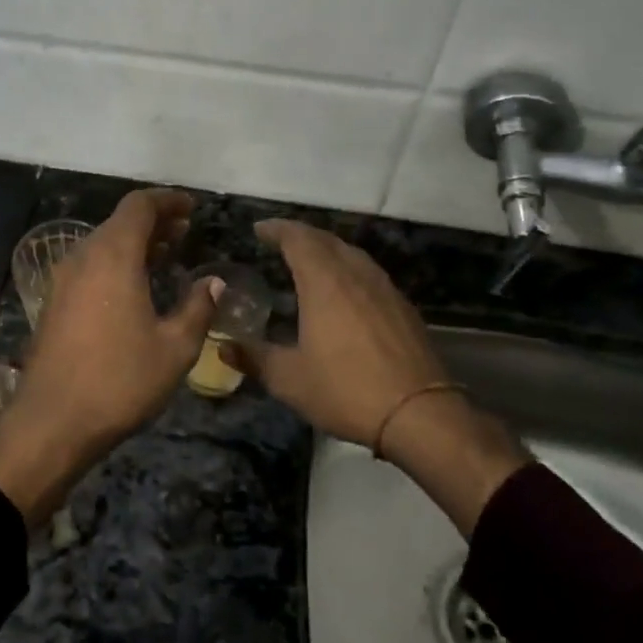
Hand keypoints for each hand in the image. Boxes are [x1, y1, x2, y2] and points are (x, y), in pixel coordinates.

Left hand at [0, 189, 221, 526]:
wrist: (52, 422)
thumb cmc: (120, 380)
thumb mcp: (175, 348)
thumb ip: (198, 307)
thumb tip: (213, 282)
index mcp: (113, 256)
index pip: (139, 206)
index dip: (168, 200)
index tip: (191, 207)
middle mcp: (83, 257)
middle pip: (119, 223)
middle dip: (154, 222)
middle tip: (184, 232)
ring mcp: (63, 280)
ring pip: (102, 245)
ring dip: (134, 244)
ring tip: (165, 255)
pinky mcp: (53, 304)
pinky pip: (89, 267)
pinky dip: (116, 264)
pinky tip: (134, 288)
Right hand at [226, 219, 526, 532]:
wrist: (419, 413)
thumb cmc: (345, 390)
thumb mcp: (289, 379)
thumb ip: (254, 358)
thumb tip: (223, 347)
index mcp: (324, 282)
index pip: (298, 239)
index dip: (277, 229)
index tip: (259, 229)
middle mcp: (355, 275)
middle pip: (326, 240)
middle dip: (300, 235)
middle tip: (279, 241)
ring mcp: (384, 288)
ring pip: (352, 254)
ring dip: (327, 249)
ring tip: (309, 261)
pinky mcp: (403, 307)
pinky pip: (369, 273)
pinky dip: (348, 269)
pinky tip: (344, 290)